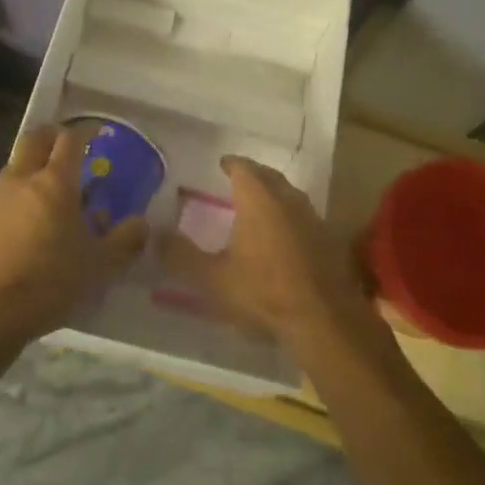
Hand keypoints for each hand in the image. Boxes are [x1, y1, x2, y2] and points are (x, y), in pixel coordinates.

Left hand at [0, 125, 146, 343]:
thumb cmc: (48, 281)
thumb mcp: (99, 266)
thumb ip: (124, 242)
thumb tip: (142, 224)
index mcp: (55, 181)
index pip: (70, 139)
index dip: (86, 131)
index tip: (99, 133)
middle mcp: (24, 180)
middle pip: (36, 139)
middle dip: (54, 135)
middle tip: (71, 145)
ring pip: (17, 163)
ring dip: (34, 162)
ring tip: (53, 183)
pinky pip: (6, 192)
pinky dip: (21, 191)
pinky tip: (32, 217)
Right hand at [160, 155, 392, 364]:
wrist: (325, 320)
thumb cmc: (264, 293)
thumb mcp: (213, 279)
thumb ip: (181, 256)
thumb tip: (153, 234)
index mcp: (259, 198)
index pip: (243, 168)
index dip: (231, 164)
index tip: (222, 164)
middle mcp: (288, 199)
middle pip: (269, 177)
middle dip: (254, 175)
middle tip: (239, 180)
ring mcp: (313, 218)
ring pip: (290, 196)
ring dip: (275, 196)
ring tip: (261, 206)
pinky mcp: (330, 241)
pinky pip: (305, 218)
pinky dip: (291, 218)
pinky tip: (286, 236)